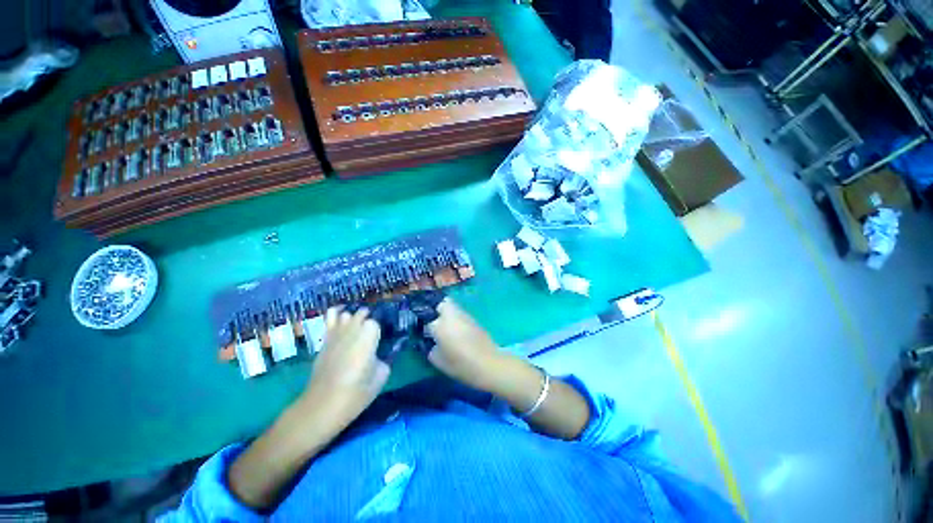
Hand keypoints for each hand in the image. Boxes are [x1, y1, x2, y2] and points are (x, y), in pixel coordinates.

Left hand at [301, 307, 388, 432]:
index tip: (380, 341)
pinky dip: (336, 313)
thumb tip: (381, 354)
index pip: (376, 323)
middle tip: (372, 335)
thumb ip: (384, 359)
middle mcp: (352, 329)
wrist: (323, 405)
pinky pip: (330, 318)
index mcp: (369, 335)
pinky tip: (341, 315)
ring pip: (346, 314)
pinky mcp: (325, 340)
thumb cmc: (356, 392)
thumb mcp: (381, 376)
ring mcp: (336, 333)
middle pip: (362, 314)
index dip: (378, 331)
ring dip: (354, 318)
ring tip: (358, 327)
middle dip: (368, 321)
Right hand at [426, 299, 503, 390]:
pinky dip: (459, 320)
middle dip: (438, 310)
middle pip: (442, 304)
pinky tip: (460, 332)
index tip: (426, 332)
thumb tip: (432, 343)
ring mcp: (465, 316)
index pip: (427, 319)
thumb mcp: (439, 361)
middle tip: (436, 322)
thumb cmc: (460, 364)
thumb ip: (431, 349)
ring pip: (454, 308)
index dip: (425, 325)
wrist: (488, 364)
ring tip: (448, 327)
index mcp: (440, 325)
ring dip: (449, 315)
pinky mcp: (475, 320)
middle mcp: (452, 316)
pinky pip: (462, 315)